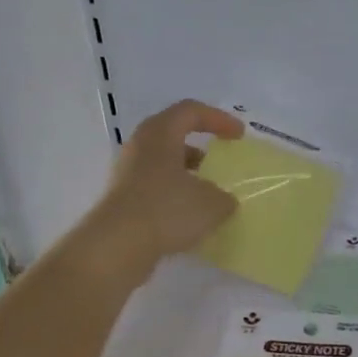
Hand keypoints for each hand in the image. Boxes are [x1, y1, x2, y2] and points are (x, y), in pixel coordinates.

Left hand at [84, 100, 242, 277]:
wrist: (118, 245)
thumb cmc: (167, 210)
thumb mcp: (211, 203)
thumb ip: (224, 197)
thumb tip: (223, 200)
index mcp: (160, 134)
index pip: (191, 111)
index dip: (218, 119)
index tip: (239, 136)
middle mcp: (140, 147)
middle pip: (173, 137)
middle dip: (200, 149)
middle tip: (220, 162)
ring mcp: (128, 174)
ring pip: (164, 165)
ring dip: (188, 176)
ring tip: (210, 196)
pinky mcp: (124, 200)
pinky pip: (156, 189)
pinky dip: (176, 197)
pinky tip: (191, 218)